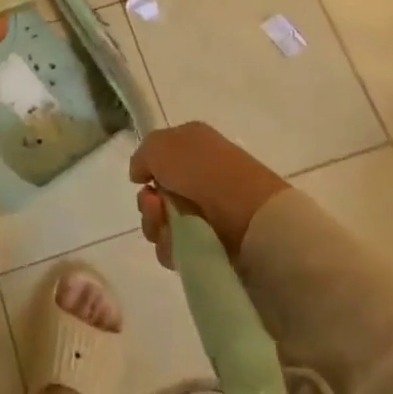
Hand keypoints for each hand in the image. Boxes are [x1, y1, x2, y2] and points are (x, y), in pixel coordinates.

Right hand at [131, 122, 288, 264]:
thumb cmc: (206, 172)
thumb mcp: (162, 145)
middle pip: (156, 194)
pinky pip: (177, 248)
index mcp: (192, 145)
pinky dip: (172, 248)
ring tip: (169, 229)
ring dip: (156, 226)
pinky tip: (180, 246)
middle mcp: (199, 176)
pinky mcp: (212, 244)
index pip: (158, 158)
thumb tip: (140, 175)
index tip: (144, 180)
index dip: (147, 170)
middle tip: (156, 206)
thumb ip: (142, 155)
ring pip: (162, 222)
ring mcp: (207, 212)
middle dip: (148, 204)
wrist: (252, 217)